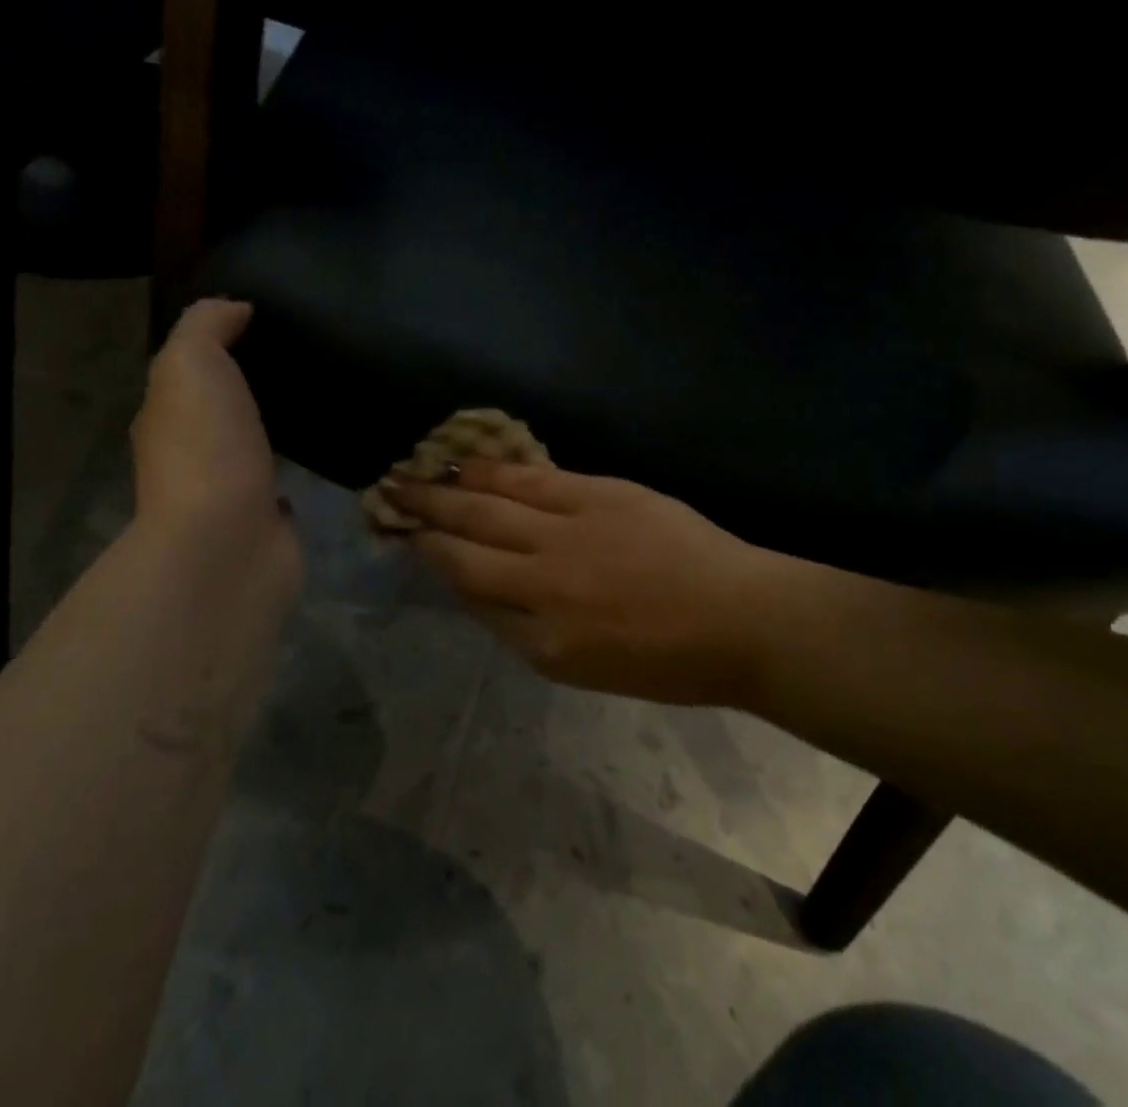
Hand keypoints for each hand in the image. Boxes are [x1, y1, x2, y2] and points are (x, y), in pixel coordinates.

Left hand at [131, 300, 299, 590]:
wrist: (227, 545)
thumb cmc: (205, 448)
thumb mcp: (191, 363)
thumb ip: (206, 327)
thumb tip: (236, 308)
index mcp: (166, 416)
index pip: (189, 371)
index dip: (220, 344)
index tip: (267, 320)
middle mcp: (191, 455)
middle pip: (221, 408)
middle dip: (251, 386)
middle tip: (303, 355)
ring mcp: (228, 493)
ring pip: (251, 446)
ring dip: (272, 427)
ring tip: (319, 395)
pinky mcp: (266, 522)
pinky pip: (281, 483)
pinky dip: (294, 468)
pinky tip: (322, 449)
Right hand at [380, 461, 793, 707]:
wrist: (740, 619)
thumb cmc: (665, 659)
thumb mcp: (581, 668)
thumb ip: (522, 629)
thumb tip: (476, 587)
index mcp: (541, 637)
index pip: (468, 588)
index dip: (431, 558)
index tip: (404, 537)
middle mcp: (543, 580)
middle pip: (466, 542)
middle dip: (423, 517)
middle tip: (387, 494)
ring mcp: (569, 531)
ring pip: (491, 504)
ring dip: (447, 487)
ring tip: (412, 471)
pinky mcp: (597, 494)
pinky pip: (533, 478)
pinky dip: (495, 468)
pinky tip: (469, 459)